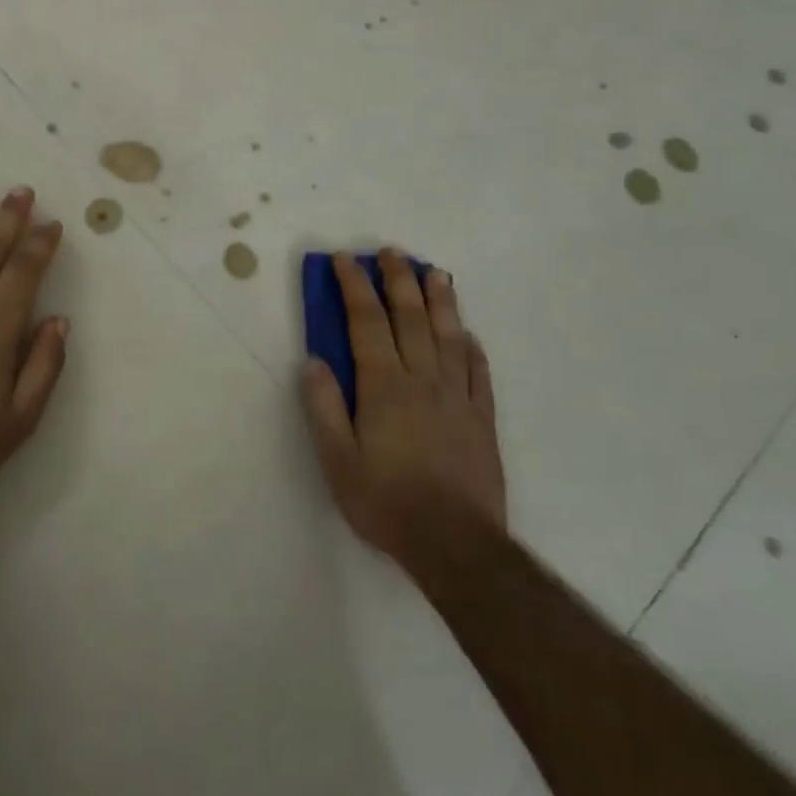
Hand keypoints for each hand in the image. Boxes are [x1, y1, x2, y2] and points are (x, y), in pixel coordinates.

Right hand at [300, 252, 504, 578]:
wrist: (455, 543)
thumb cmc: (385, 501)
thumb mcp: (336, 459)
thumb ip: (323, 406)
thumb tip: (313, 360)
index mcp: (384, 386)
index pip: (366, 322)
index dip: (355, 287)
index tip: (345, 259)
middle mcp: (423, 379)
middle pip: (410, 318)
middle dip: (398, 280)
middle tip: (391, 252)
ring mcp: (458, 396)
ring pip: (449, 335)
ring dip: (440, 300)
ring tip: (435, 272)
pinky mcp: (482, 418)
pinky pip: (478, 371)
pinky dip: (472, 345)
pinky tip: (468, 333)